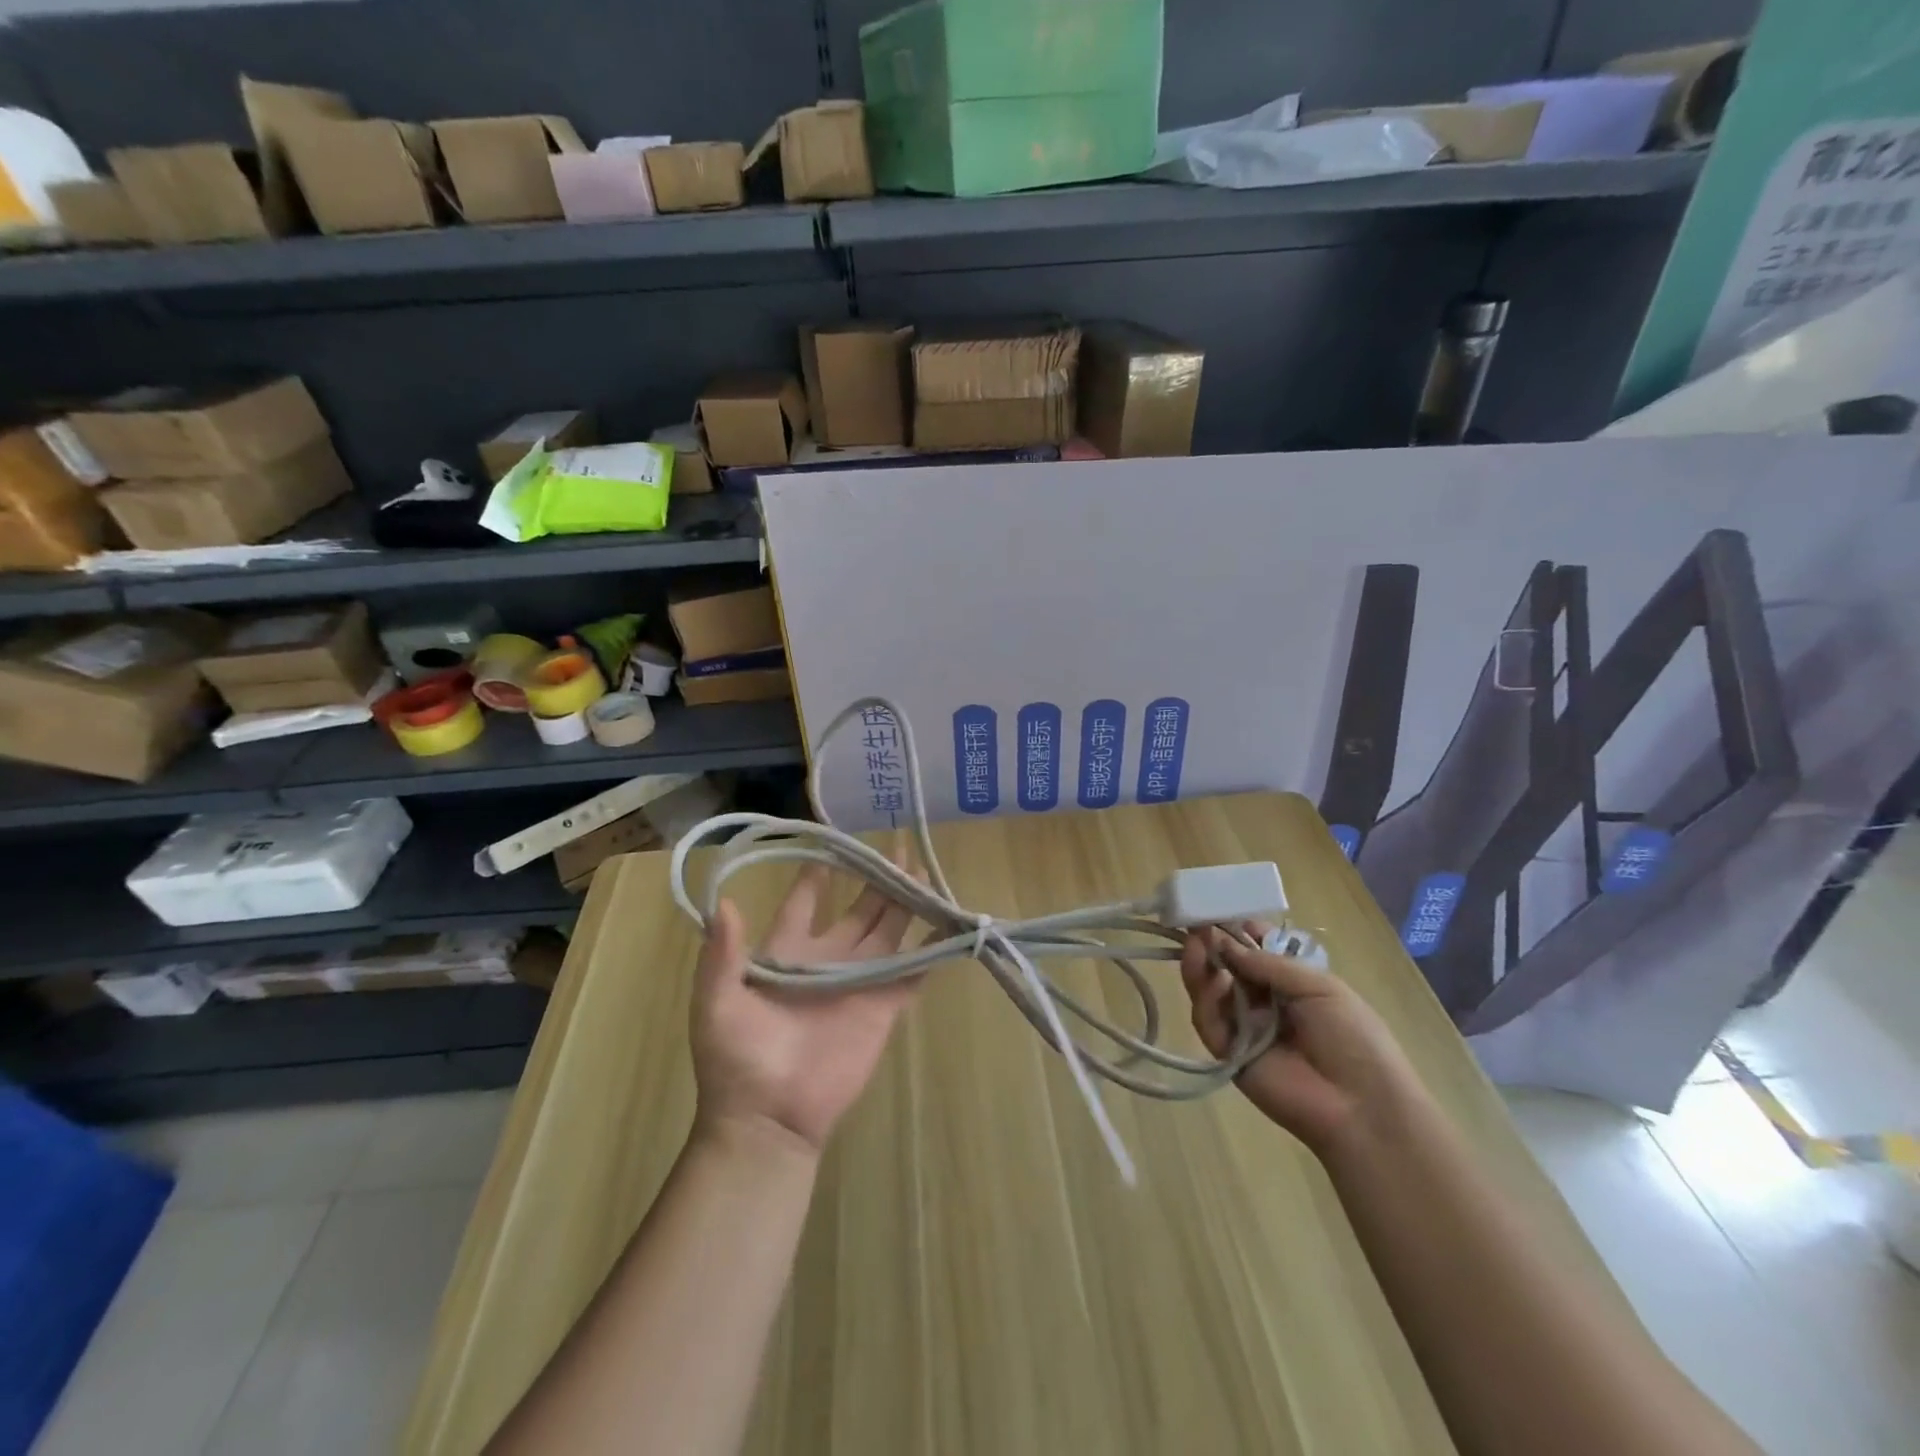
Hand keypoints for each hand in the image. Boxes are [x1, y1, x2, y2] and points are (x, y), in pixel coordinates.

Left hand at [691, 864, 919, 1153]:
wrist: (769, 1120)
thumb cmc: (737, 1060)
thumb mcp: (716, 1004)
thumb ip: (722, 954)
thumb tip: (723, 902)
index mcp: (787, 951)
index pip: (805, 901)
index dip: (817, 873)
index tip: (834, 843)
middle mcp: (827, 958)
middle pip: (858, 908)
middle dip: (875, 879)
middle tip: (897, 848)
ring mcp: (858, 981)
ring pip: (888, 931)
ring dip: (905, 903)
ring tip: (922, 872)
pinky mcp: (882, 1007)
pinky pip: (911, 973)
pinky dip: (930, 951)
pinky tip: (947, 925)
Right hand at [1180, 923, 1426, 1155]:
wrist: (1362, 1106)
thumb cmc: (1353, 1038)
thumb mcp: (1319, 987)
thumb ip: (1269, 964)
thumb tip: (1225, 944)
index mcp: (1291, 983)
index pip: (1255, 951)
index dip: (1237, 931)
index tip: (1217, 910)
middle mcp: (1264, 1002)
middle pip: (1227, 968)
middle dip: (1211, 945)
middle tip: (1194, 924)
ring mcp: (1245, 1028)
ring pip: (1211, 992)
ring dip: (1200, 967)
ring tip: (1193, 944)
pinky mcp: (1229, 1054)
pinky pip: (1209, 1023)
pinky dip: (1206, 1000)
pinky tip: (1212, 980)